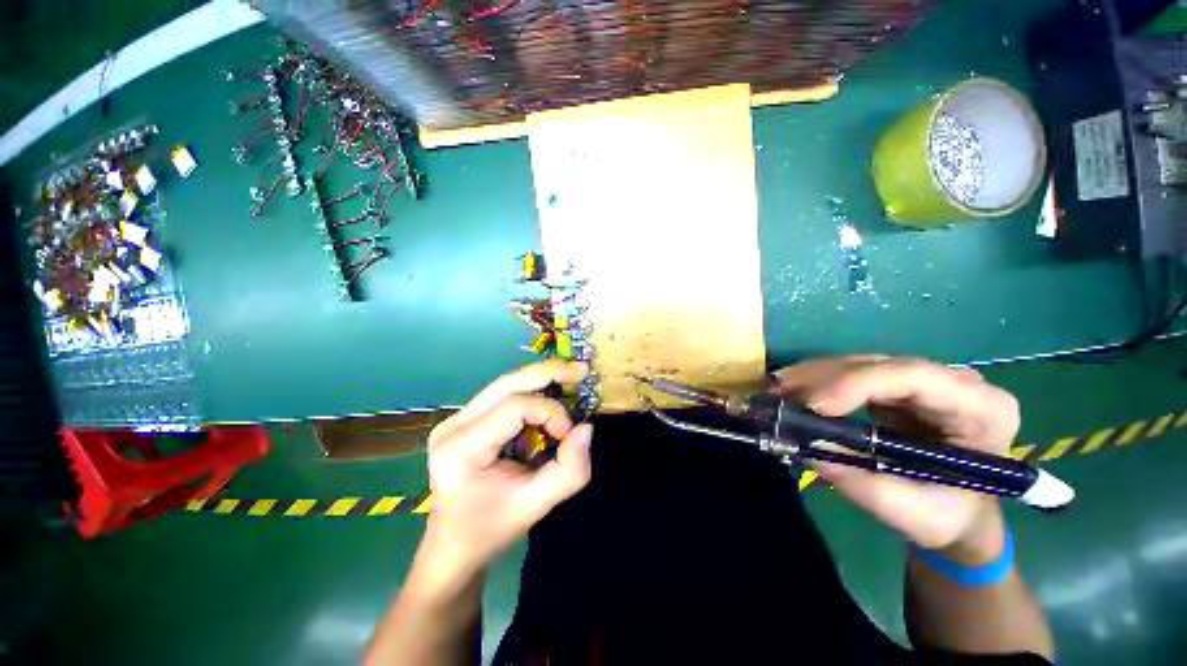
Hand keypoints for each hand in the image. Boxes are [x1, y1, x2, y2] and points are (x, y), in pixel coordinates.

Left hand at [421, 360, 592, 577]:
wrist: (454, 544)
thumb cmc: (491, 528)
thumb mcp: (536, 506)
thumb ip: (569, 470)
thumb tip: (586, 428)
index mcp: (462, 448)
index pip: (514, 408)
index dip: (550, 413)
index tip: (568, 435)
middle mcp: (454, 425)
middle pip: (506, 383)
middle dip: (547, 373)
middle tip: (580, 370)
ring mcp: (455, 419)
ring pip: (504, 384)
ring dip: (540, 378)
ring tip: (569, 374)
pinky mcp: (464, 420)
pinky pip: (502, 395)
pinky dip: (530, 390)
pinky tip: (549, 390)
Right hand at [772, 356, 1019, 561]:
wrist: (959, 515)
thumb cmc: (948, 518)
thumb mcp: (912, 513)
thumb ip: (864, 484)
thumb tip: (810, 448)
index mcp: (981, 410)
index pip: (915, 376)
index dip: (858, 383)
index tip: (814, 406)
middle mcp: (955, 384)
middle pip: (882, 365)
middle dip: (826, 377)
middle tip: (782, 392)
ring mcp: (925, 382)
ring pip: (862, 364)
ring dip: (816, 375)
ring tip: (780, 389)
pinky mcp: (898, 388)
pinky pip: (854, 375)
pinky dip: (820, 381)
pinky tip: (795, 388)